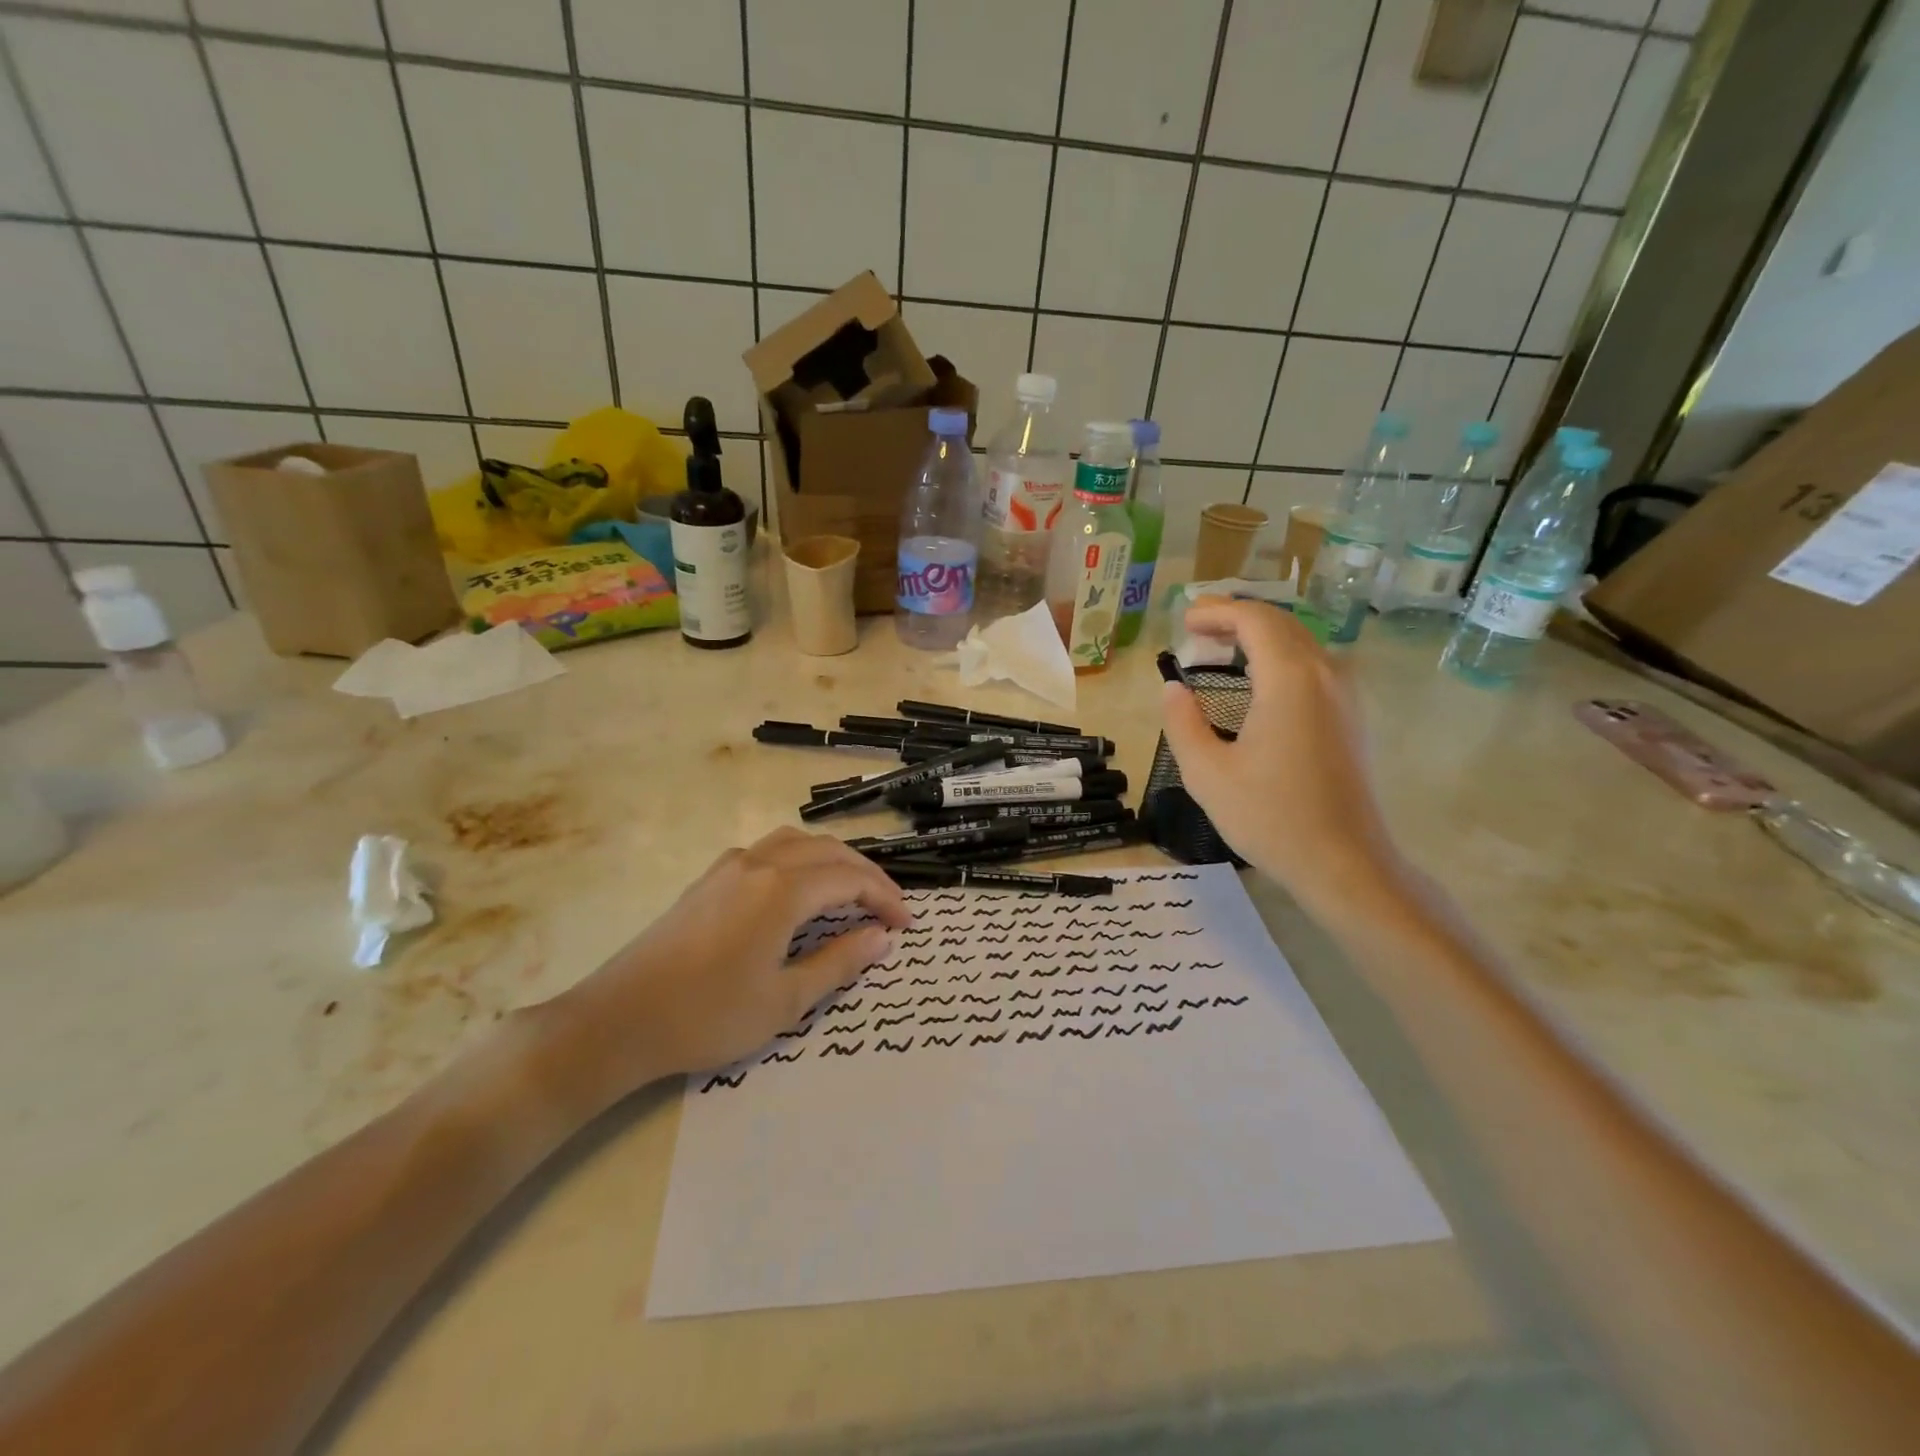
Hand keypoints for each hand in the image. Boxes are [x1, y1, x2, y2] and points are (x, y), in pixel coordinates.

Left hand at [548, 829, 912, 1101]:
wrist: (618, 1020)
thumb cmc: (707, 1016)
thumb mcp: (784, 1000)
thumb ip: (839, 962)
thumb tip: (882, 937)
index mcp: (782, 890)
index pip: (850, 879)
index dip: (885, 898)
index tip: (906, 925)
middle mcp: (759, 863)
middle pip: (828, 851)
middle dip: (866, 875)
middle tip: (889, 908)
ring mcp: (729, 866)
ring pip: (797, 842)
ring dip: (833, 860)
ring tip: (852, 892)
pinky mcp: (709, 879)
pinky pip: (769, 850)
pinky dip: (801, 860)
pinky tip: (799, 891)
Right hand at [1161, 599, 1402, 908]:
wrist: (1345, 863)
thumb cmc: (1271, 818)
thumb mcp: (1207, 773)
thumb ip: (1182, 723)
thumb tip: (1173, 689)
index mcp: (1290, 679)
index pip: (1255, 620)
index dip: (1217, 611)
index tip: (1184, 621)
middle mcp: (1325, 675)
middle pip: (1281, 624)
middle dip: (1237, 618)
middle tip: (1197, 629)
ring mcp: (1346, 696)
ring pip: (1301, 644)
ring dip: (1260, 638)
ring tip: (1221, 651)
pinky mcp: (1352, 718)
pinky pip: (1314, 667)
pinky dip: (1281, 659)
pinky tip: (1258, 683)